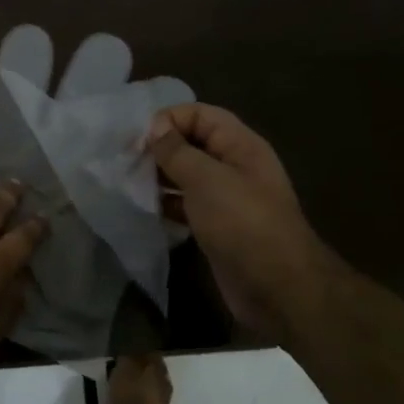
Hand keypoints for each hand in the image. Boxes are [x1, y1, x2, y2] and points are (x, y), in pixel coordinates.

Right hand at [146, 104, 346, 338]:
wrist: (277, 288)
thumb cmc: (242, 223)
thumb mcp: (207, 179)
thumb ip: (177, 150)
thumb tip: (155, 127)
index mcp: (240, 145)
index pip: (201, 115)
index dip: (169, 119)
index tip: (138, 139)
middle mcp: (235, 166)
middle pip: (192, 143)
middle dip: (160, 148)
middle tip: (127, 162)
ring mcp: (227, 199)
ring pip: (187, 176)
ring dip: (160, 177)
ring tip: (130, 184)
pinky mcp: (217, 227)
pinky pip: (187, 205)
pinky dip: (167, 204)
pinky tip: (146, 210)